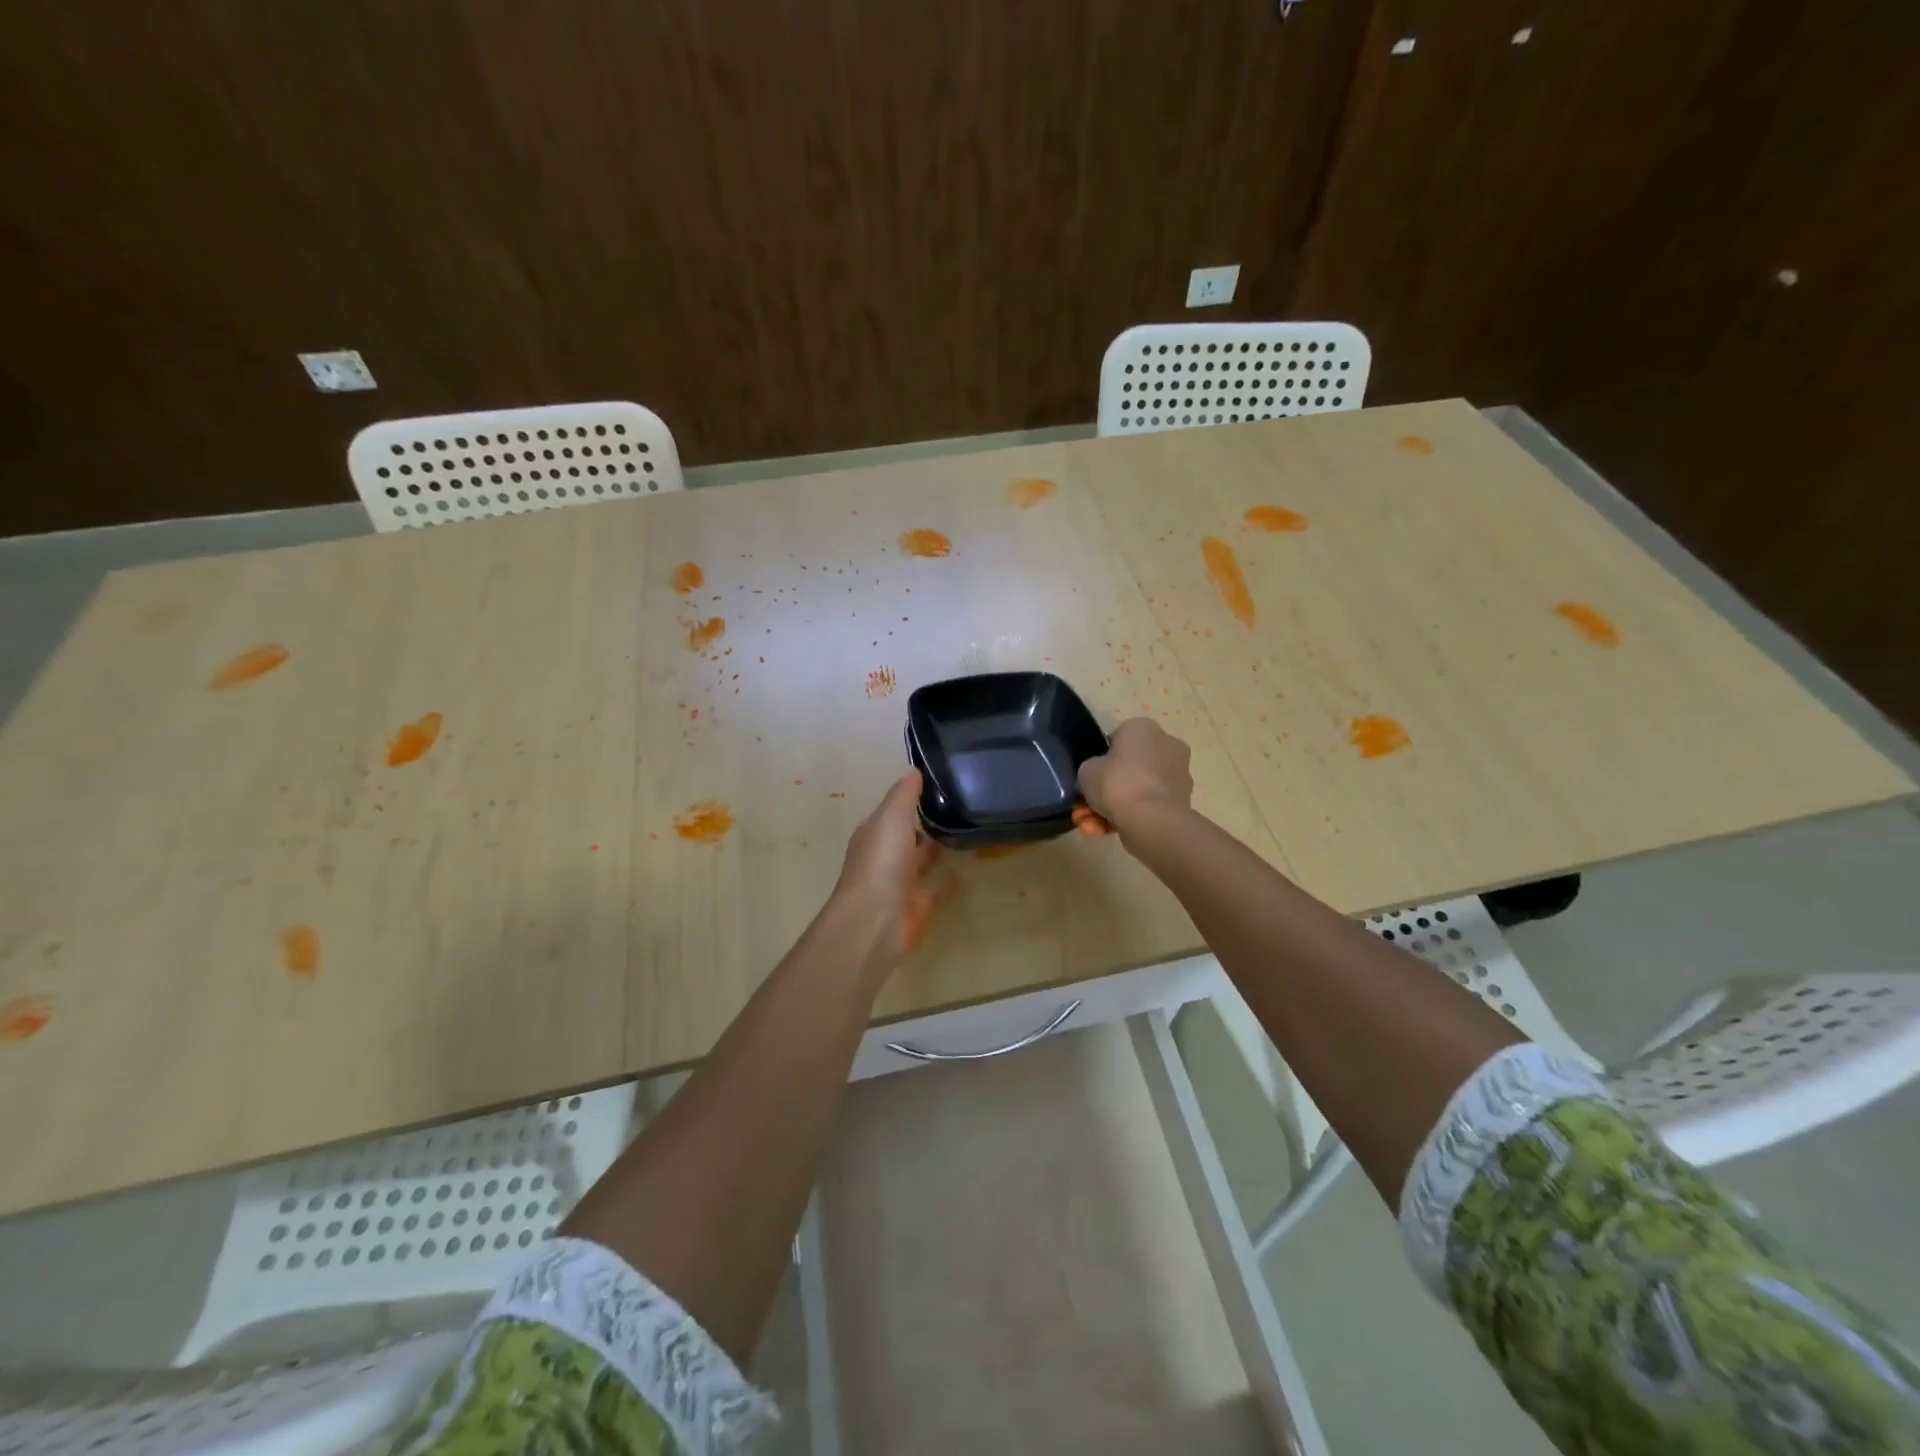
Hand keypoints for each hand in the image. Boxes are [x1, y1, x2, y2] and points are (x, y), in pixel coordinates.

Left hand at [832, 771, 945, 973]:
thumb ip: (904, 794)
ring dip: (936, 851)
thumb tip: (914, 770)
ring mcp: (901, 883)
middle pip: (907, 836)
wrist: (876, 920)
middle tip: (960, 806)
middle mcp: (886, 856)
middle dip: (925, 824)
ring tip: (965, 832)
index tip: (941, 784)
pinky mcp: (917, 906)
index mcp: (875, 833)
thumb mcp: (892, 816)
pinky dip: (946, 881)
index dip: (912, 799)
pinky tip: (964, 870)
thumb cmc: (881, 861)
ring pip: (921, 862)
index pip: (894, 811)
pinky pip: (935, 889)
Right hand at [1078, 718, 1193, 837]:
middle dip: (1108, 789)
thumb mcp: (1086, 770)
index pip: (1118, 739)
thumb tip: (1099, 775)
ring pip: (1137, 790)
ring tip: (1092, 826)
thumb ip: (1091, 768)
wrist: (1151, 820)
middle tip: (1086, 807)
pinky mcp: (1181, 801)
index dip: (1101, 759)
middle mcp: (1166, 745)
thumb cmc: (1117, 783)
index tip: (1091, 777)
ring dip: (1114, 807)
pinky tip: (1106, 832)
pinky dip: (1129, 818)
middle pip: (1129, 767)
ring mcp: (1177, 775)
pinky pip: (1148, 806)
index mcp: (1143, 728)